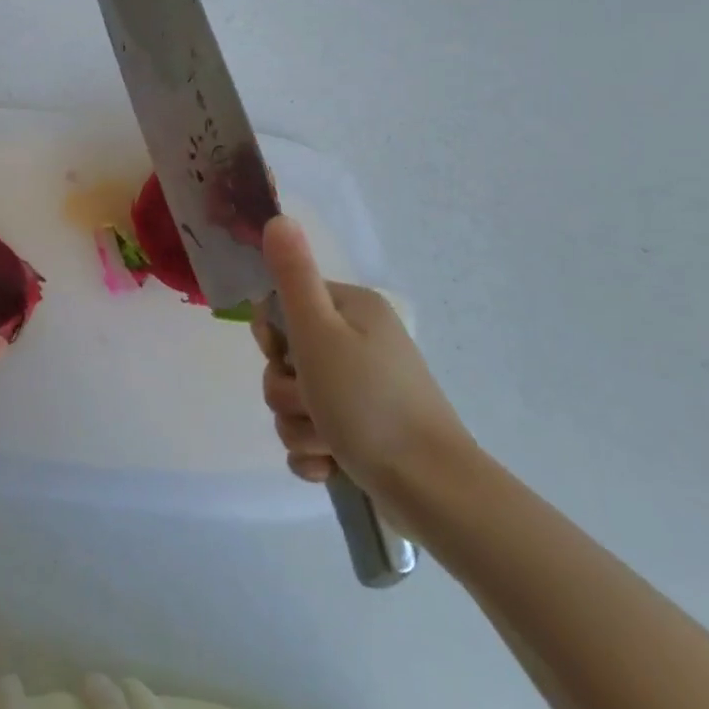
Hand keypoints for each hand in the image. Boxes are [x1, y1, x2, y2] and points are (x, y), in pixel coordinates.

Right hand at [253, 216, 473, 512]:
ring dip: (300, 427)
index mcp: (351, 312)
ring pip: (296, 402)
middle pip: (287, 361)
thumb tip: (278, 218)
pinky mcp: (364, 434)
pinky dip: (315, 454)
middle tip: (311, 404)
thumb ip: (292, 276)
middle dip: (288, 392)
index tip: (287, 358)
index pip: (284, 308)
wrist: (433, 490)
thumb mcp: (319, 332)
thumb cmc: (369, 402)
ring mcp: (363, 391)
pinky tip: (330, 467)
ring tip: (329, 443)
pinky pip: (313, 437)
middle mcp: (359, 343)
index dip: (275, 338)